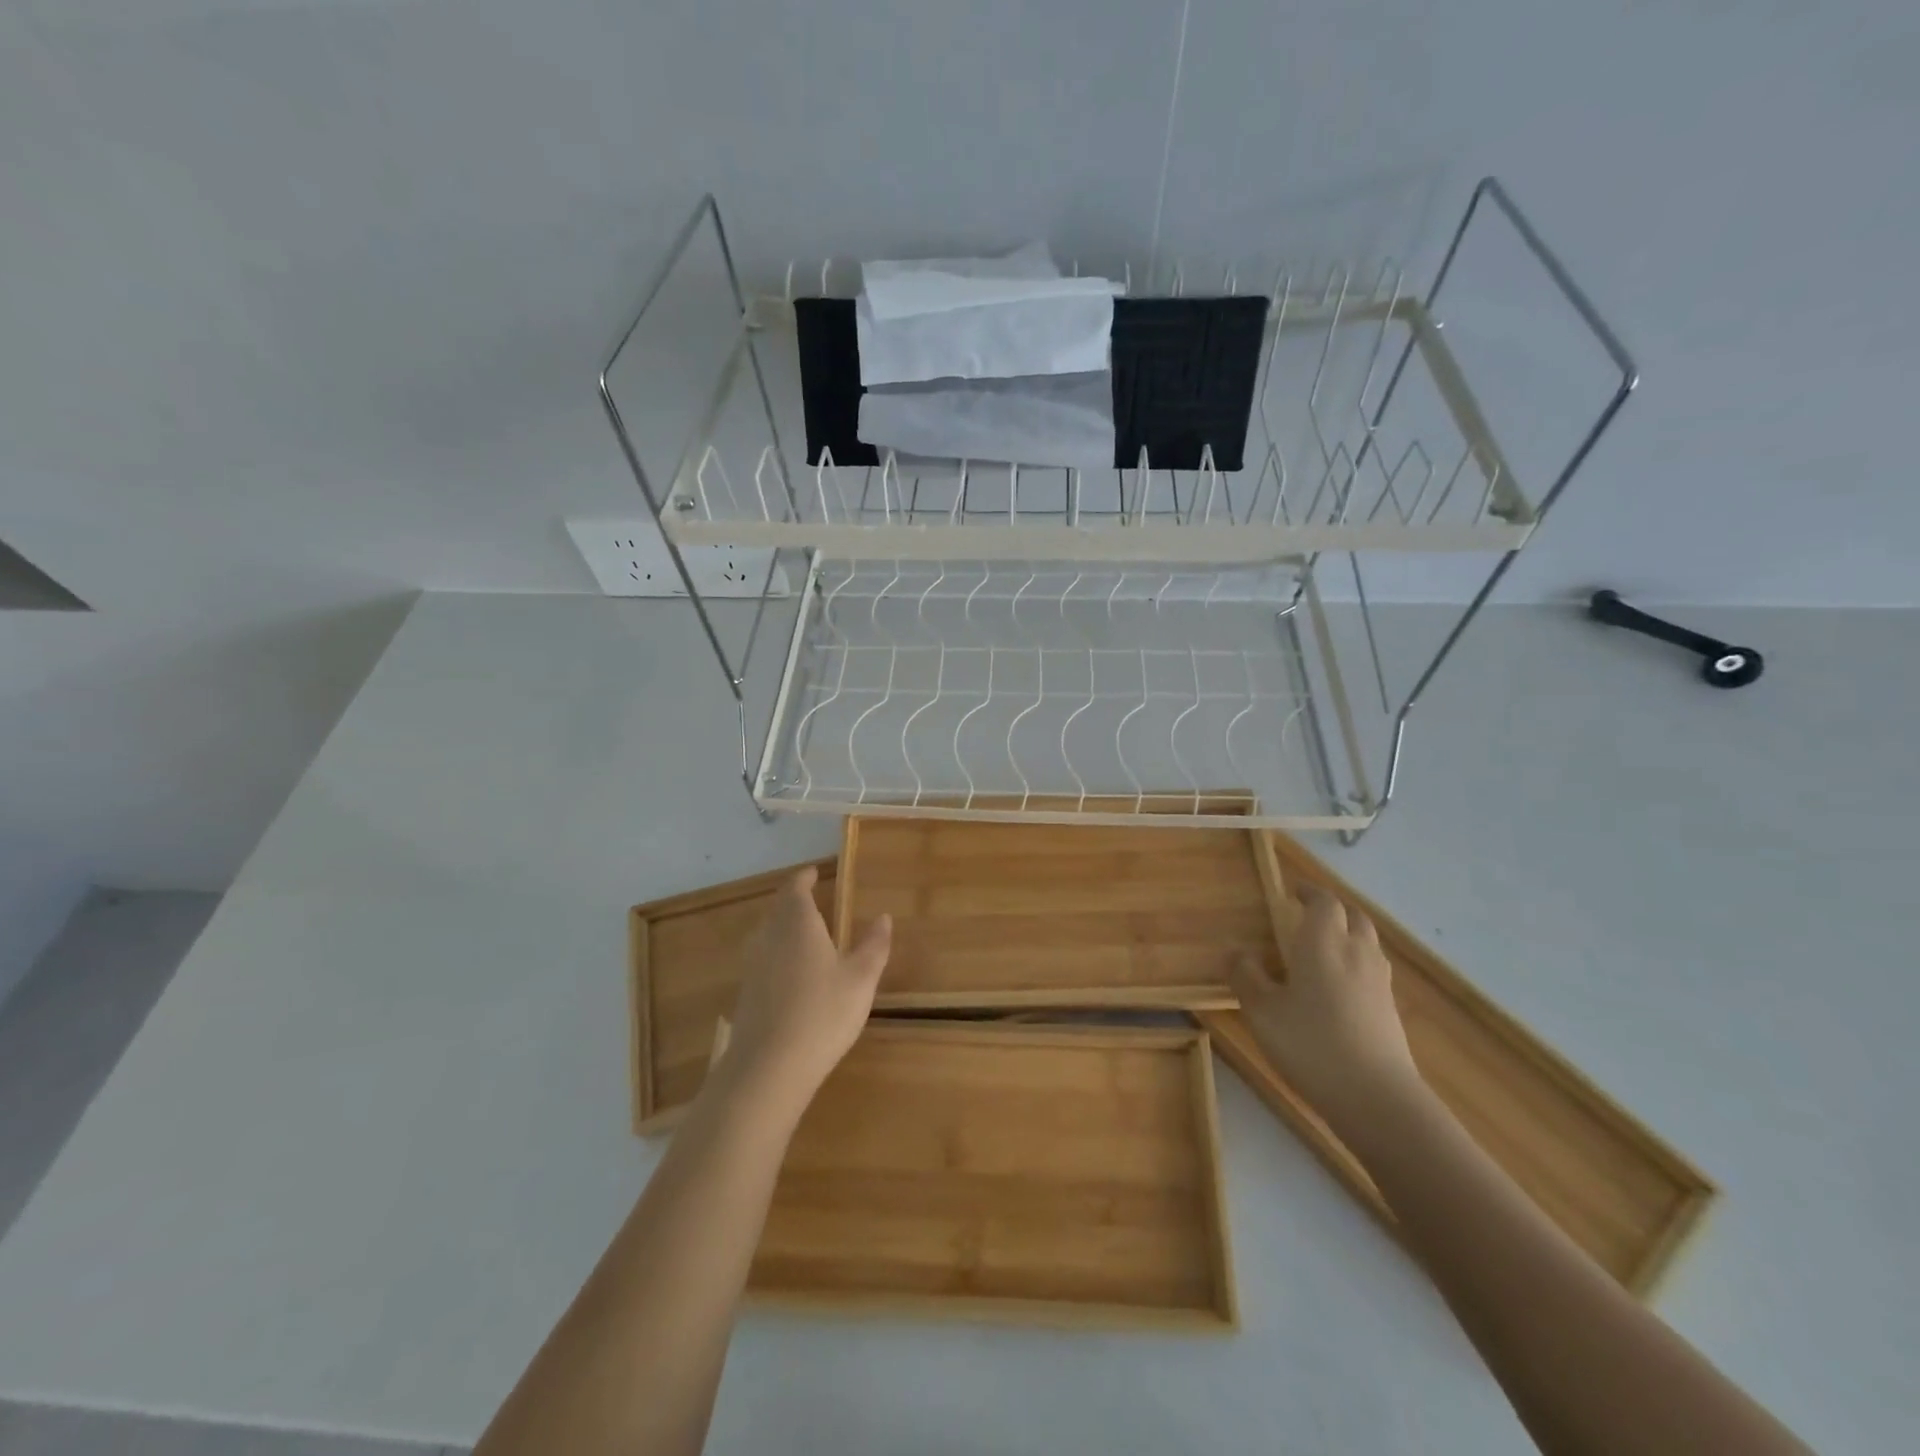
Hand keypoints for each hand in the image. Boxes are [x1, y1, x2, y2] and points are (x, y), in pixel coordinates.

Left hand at [717, 867, 892, 1114]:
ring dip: (783, 927)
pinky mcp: (746, 993)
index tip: (813, 873)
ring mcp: (753, 966)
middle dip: (793, 901)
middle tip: (812, 900)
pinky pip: (762, 959)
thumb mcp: (860, 979)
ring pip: (767, 934)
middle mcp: (769, 936)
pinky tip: (791, 974)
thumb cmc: (822, 1013)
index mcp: (797, 923)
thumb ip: (873, 945)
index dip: (804, 878)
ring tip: (804, 933)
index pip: (795, 888)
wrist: (769, 1068)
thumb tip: (884, 917)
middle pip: (777, 909)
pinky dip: (777, 954)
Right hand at [1229, 885, 1422, 1127]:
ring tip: (1324, 946)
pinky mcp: (1390, 1009)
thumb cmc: (1311, 1044)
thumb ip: (1246, 976)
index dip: (1309, 892)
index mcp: (1323, 943)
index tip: (1292, 891)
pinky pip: (1373, 969)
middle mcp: (1356, 953)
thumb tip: (1238, 952)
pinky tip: (1339, 986)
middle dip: (1333, 909)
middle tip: (1309, 913)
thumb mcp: (1262, 1011)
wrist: (1377, 1098)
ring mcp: (1379, 982)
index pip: (1324, 902)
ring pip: (1367, 942)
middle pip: (1353, 916)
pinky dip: (1357, 962)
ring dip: (1348, 934)